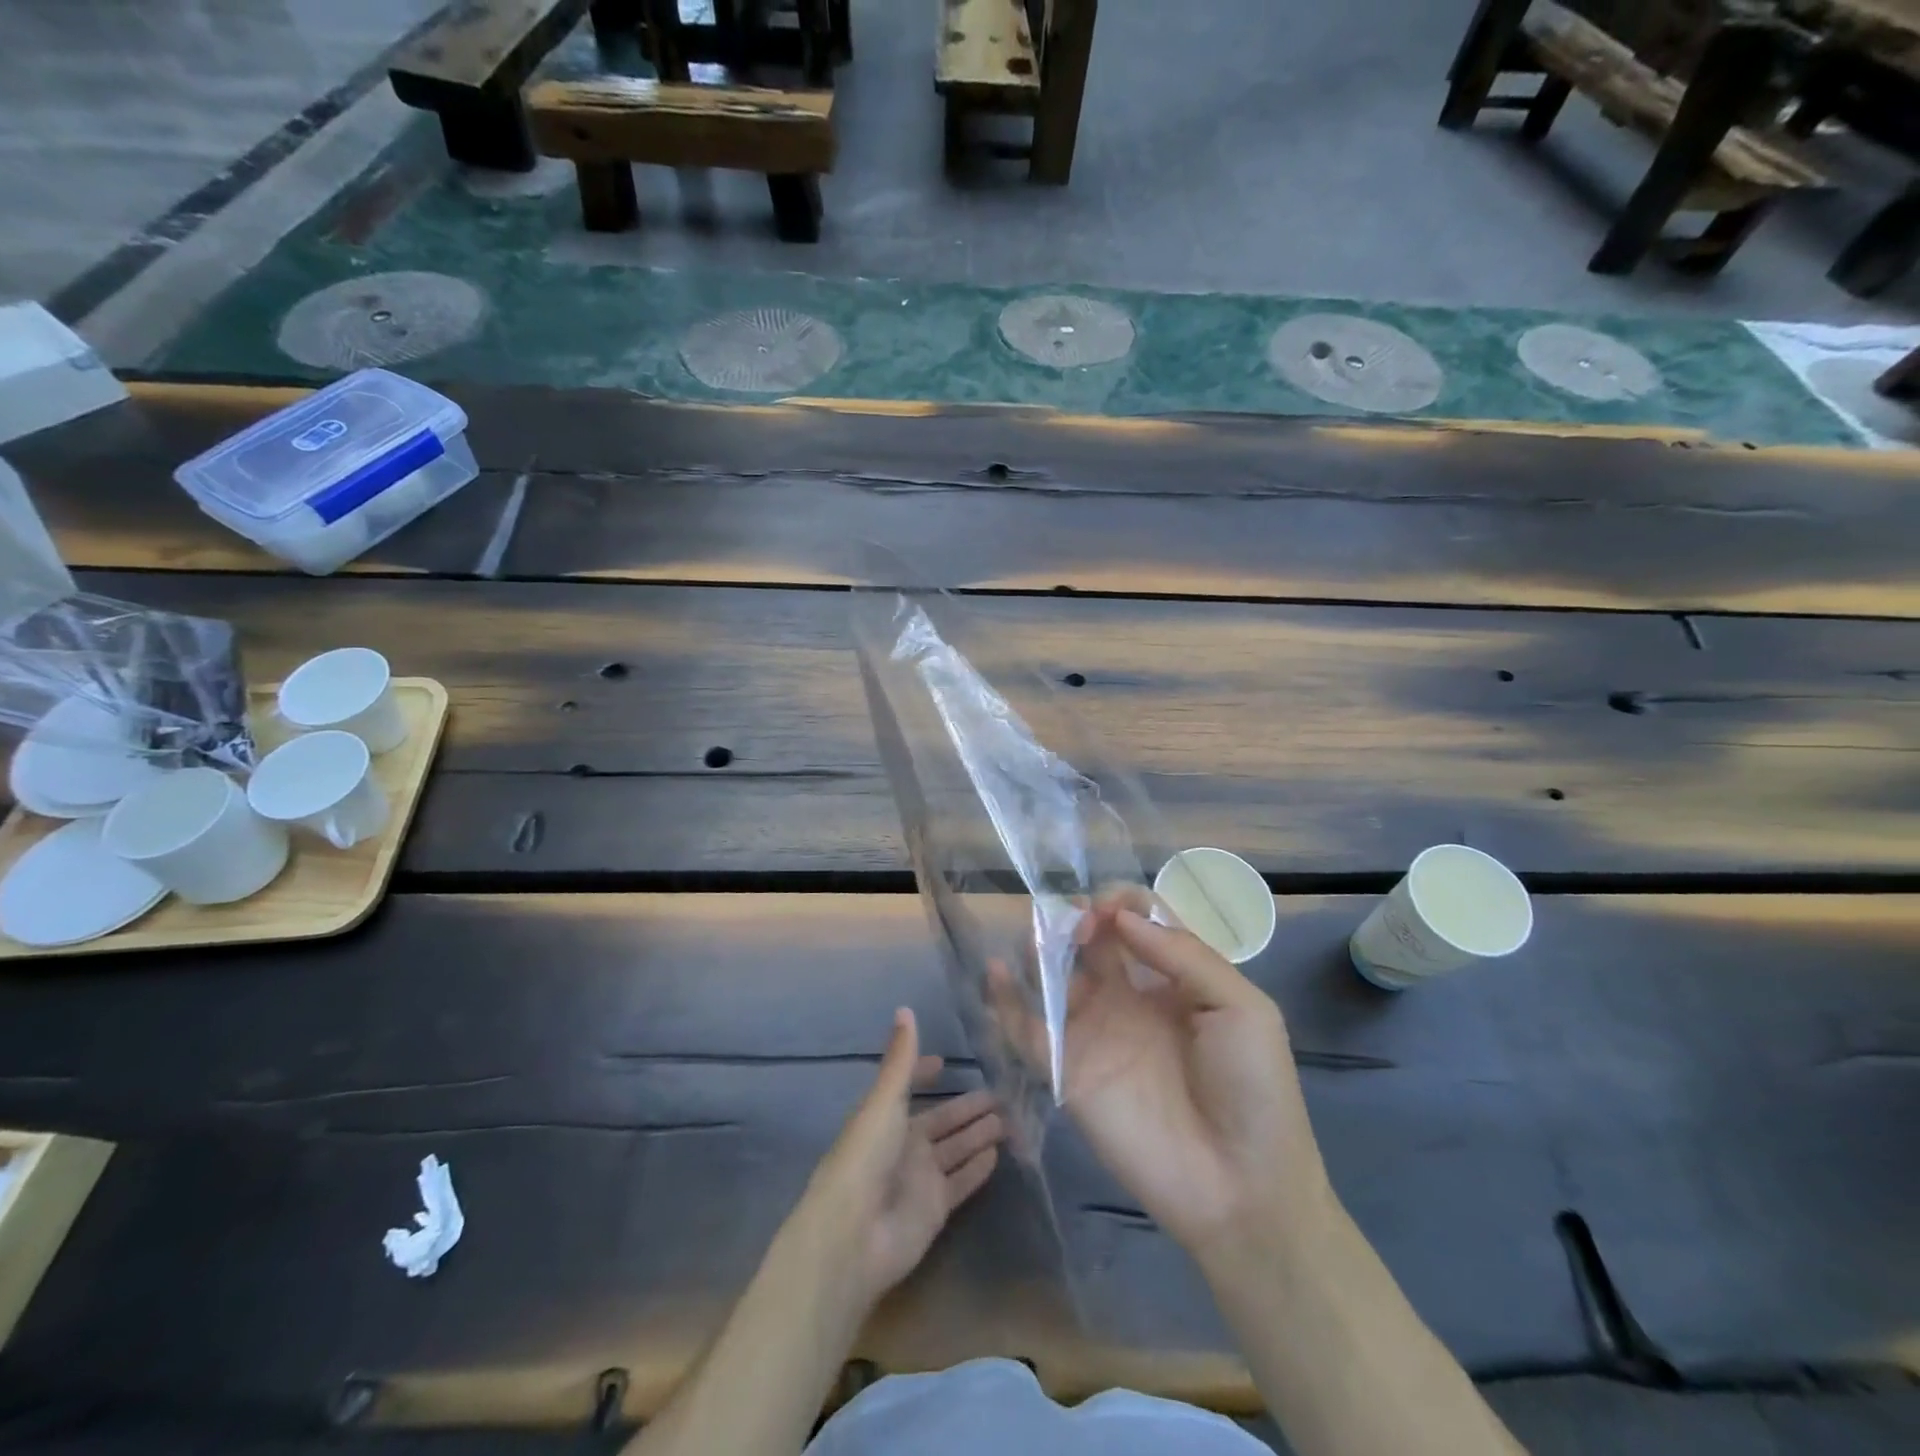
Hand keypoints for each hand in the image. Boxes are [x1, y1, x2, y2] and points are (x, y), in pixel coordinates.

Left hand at [802, 1008, 1003, 1309]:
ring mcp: (920, 1178)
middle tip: (1003, 1092)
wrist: (853, 1235)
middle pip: (942, 1120)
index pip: (908, 1087)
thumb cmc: (865, 1156)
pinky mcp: (935, 1208)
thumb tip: (905, 1008)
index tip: (947, 1061)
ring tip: (1011, 1117)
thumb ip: (901, 1059)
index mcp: (885, 1116)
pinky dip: (978, 1168)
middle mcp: (903, 1144)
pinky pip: (962, 1182)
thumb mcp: (884, 1100)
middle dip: (967, 1107)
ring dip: (978, 1133)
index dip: (925, 1073)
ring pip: (956, 1148)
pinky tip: (999, 1153)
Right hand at [1011, 892, 1328, 1256]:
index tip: (1111, 910)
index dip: (1122, 905)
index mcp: (1174, 979)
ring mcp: (1095, 1033)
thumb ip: (1184, 955)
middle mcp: (1129, 997)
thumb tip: (1122, 917)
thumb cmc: (1253, 1089)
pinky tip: (996, 972)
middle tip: (1078, 923)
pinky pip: (1028, 1030)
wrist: (1241, 1186)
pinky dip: (1006, 1000)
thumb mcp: (1241, 1008)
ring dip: (1040, 948)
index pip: (1138, 922)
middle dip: (1080, 918)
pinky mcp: (1068, 1071)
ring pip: (1055, 976)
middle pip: (1091, 940)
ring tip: (1038, 940)